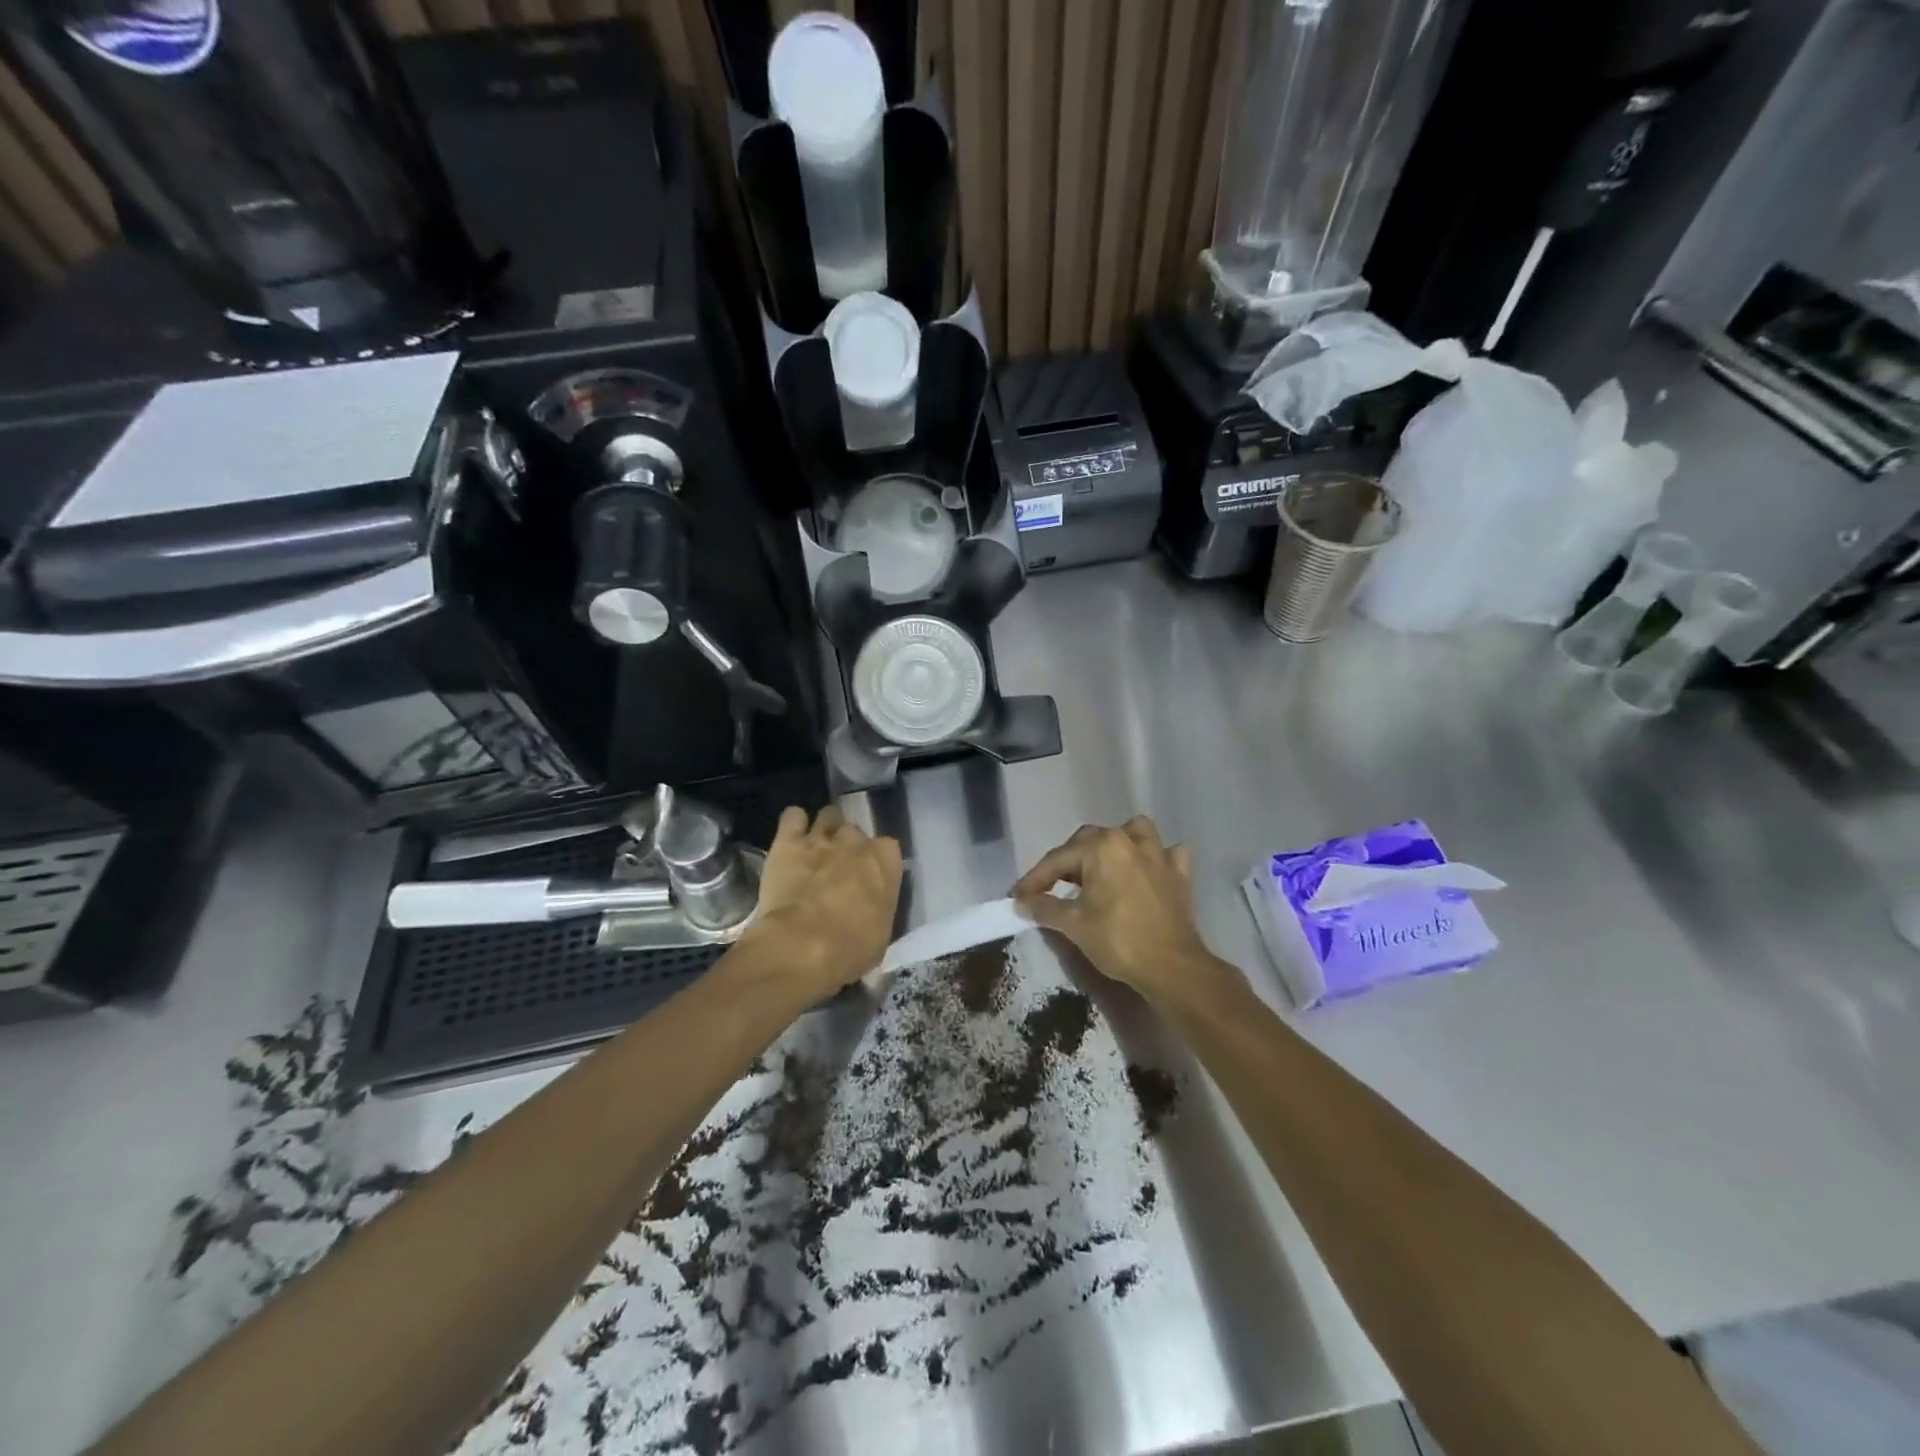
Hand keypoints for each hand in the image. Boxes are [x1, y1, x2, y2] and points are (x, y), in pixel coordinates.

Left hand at [742, 805, 902, 996]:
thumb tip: (871, 910)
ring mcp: (821, 839)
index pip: (888, 848)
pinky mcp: (787, 842)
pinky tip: (791, 837)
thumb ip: (878, 909)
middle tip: (838, 866)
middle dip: (848, 845)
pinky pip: (793, 816)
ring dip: (824, 828)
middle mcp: (855, 843)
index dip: (877, 860)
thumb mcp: (880, 935)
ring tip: (815, 846)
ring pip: (828, 815)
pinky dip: (793, 823)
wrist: (803, 946)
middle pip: (855, 830)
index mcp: (885, 863)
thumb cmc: (850, 949)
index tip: (868, 877)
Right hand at [1013, 816, 1240, 1012]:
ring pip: (1133, 833)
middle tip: (1052, 887)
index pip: (1058, 859)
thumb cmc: (1119, 941)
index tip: (1017, 896)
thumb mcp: (1074, 924)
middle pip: (1090, 841)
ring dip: (1116, 844)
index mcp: (1102, 847)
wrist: (1173, 967)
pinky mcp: (1180, 874)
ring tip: (1104, 865)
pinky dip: (1156, 858)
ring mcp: (1160, 854)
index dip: (1034, 879)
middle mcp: (1130, 840)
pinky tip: (1147, 872)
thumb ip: (1044, 907)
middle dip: (1069, 861)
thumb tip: (1021, 902)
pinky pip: (1167, 854)